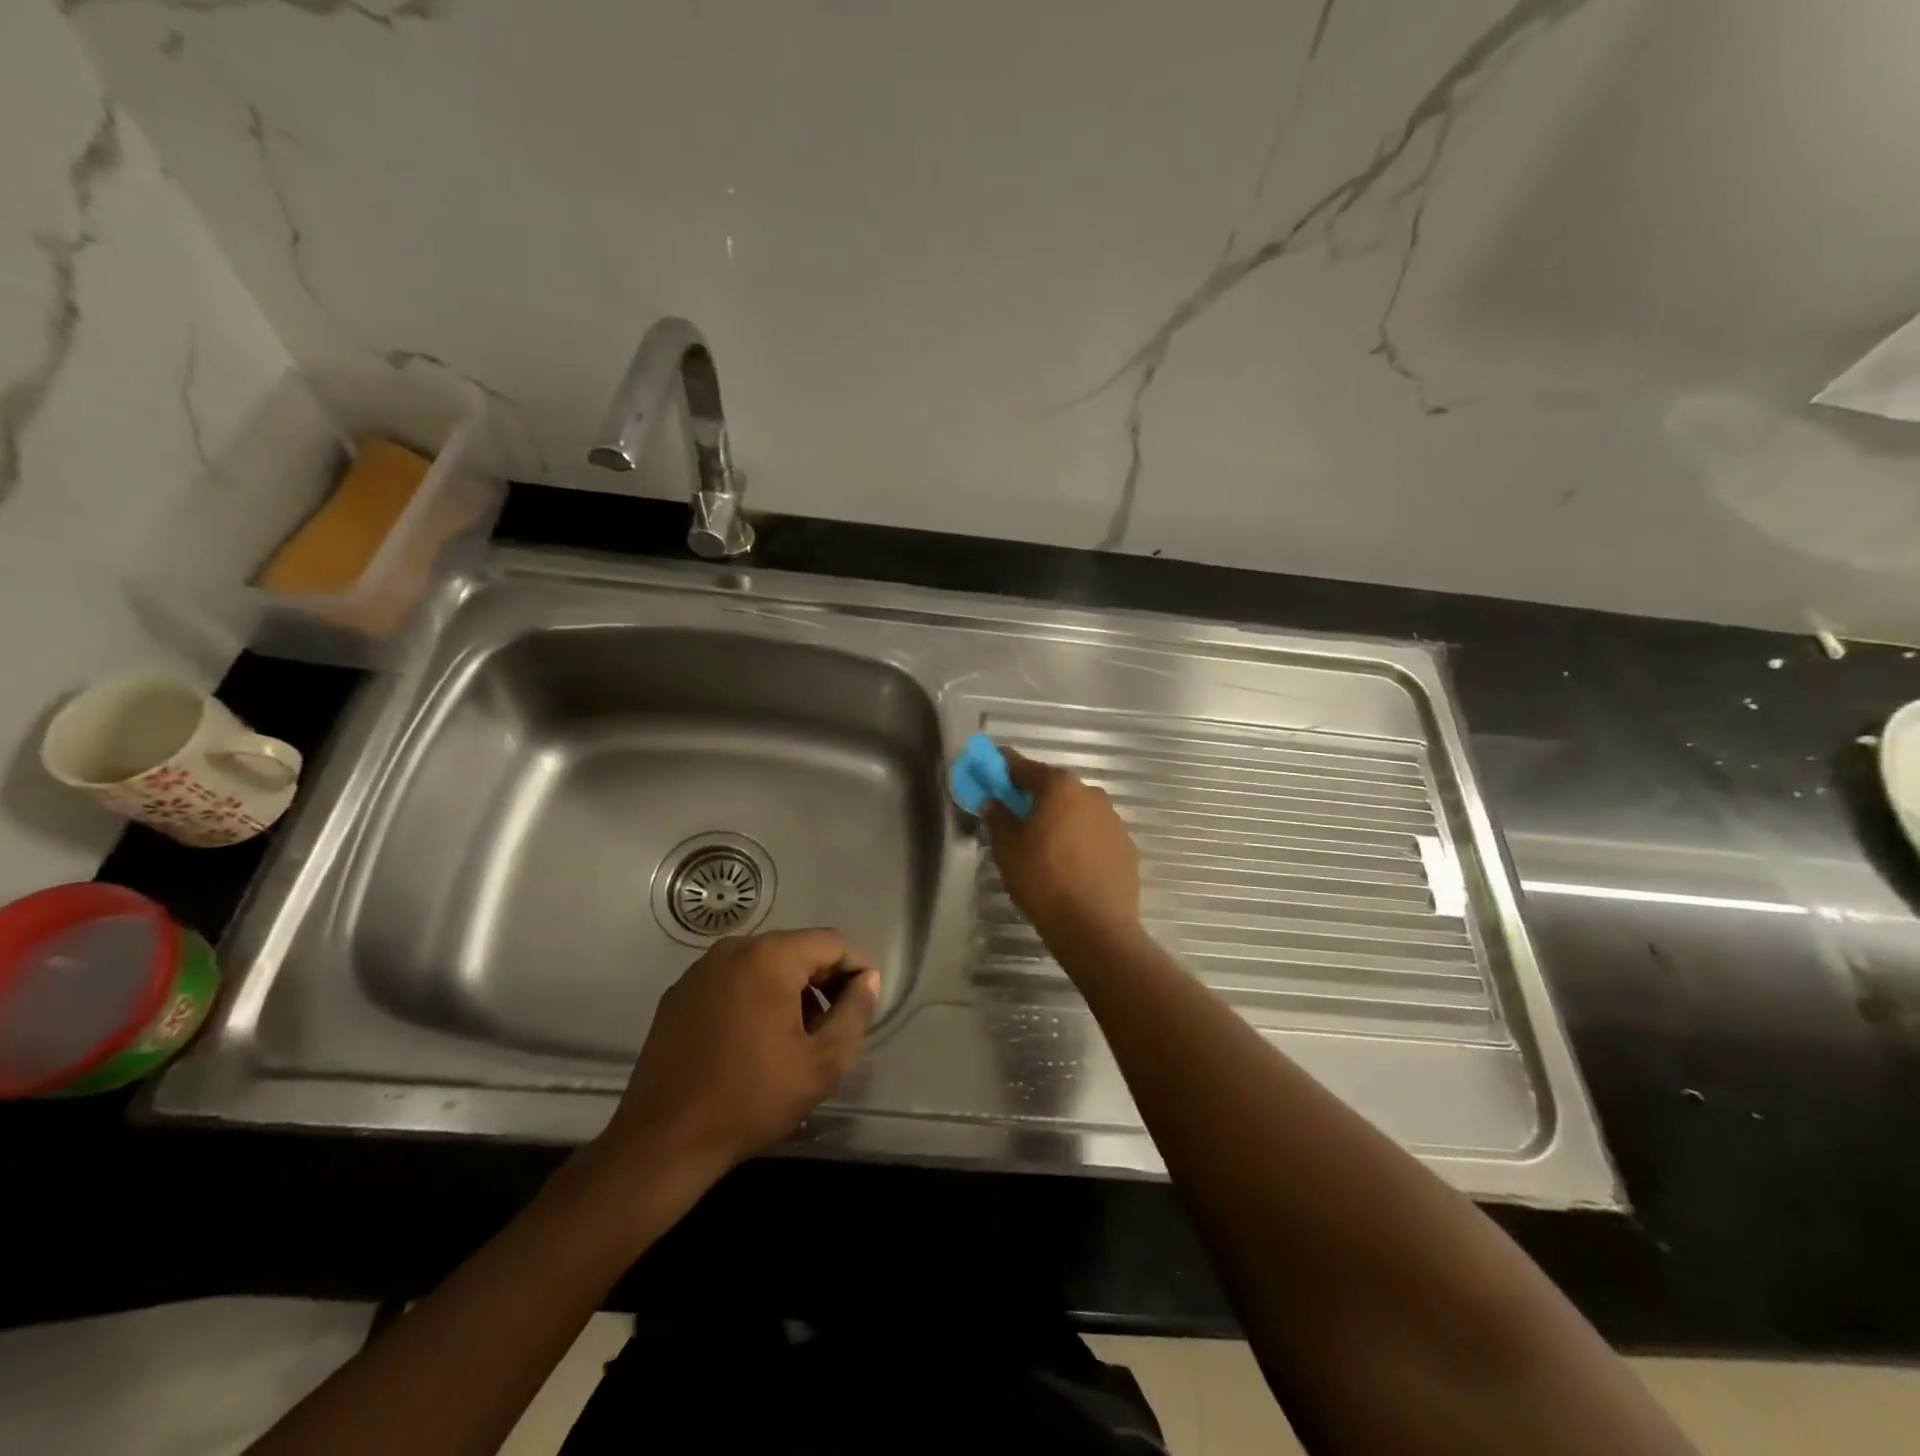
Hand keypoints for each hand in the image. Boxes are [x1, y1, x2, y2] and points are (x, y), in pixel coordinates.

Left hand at [596, 929, 880, 1179]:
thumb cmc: (750, 1099)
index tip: (865, 1003)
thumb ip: (854, 1013)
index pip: (831, 943)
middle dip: (822, 980)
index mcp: (769, 957)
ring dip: (789, 990)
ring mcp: (700, 970)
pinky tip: (754, 1041)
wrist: (662, 1142)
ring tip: (796, 1037)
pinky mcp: (679, 994)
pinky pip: (733, 980)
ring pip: (764, 964)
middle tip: (833, 1026)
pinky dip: (755, 997)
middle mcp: (733, 949)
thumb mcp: (820, 1063)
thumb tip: (866, 980)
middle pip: (796, 949)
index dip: (856, 968)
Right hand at [987, 749, 1140, 942]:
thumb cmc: (1043, 881)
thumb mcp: (1008, 850)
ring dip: (1061, 818)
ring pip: (1078, 810)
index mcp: (1059, 787)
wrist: (1095, 927)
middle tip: (1016, 815)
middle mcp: (1091, 794)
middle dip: (1035, 796)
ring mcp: (1114, 819)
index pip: (1025, 767)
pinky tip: (1071, 864)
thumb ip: (999, 818)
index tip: (991, 771)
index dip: (1004, 767)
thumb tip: (994, 801)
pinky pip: (1095, 833)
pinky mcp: (1127, 846)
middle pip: (1055, 787)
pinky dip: (1081, 839)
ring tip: (1046, 845)